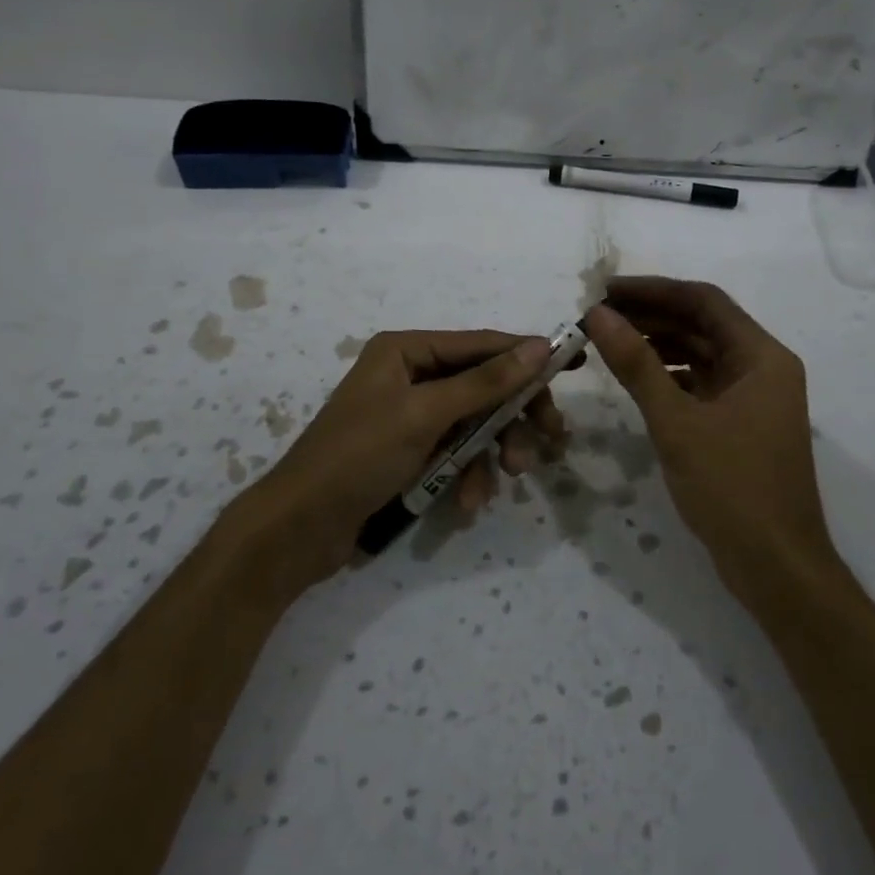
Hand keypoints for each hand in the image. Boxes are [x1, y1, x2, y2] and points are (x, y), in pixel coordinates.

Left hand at [227, 330, 567, 603]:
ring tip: (506, 480)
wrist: (299, 529)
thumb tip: (540, 347)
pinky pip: (455, 454)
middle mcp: (410, 376)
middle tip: (550, 441)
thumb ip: (485, 382)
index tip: (575, 364)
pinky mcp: (410, 453)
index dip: (528, 355)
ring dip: (492, 453)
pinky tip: (469, 503)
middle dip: (513, 416)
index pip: (481, 345)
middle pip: (483, 386)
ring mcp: (410, 417)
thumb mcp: (426, 415)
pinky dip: (468, 475)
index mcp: (406, 351)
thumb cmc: (359, 456)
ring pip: (474, 424)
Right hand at [584, 277, 831, 593]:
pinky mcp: (742, 425)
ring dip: (659, 345)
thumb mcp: (677, 422)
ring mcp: (754, 398)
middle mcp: (763, 368)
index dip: (654, 290)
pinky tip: (637, 380)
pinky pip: (701, 385)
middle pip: (703, 325)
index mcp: (762, 357)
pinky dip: (669, 376)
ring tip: (610, 342)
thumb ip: (637, 364)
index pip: (704, 301)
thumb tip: (599, 315)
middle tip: (598, 315)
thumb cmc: (732, 488)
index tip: (606, 290)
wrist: (777, 568)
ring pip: (701, 355)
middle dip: (652, 316)